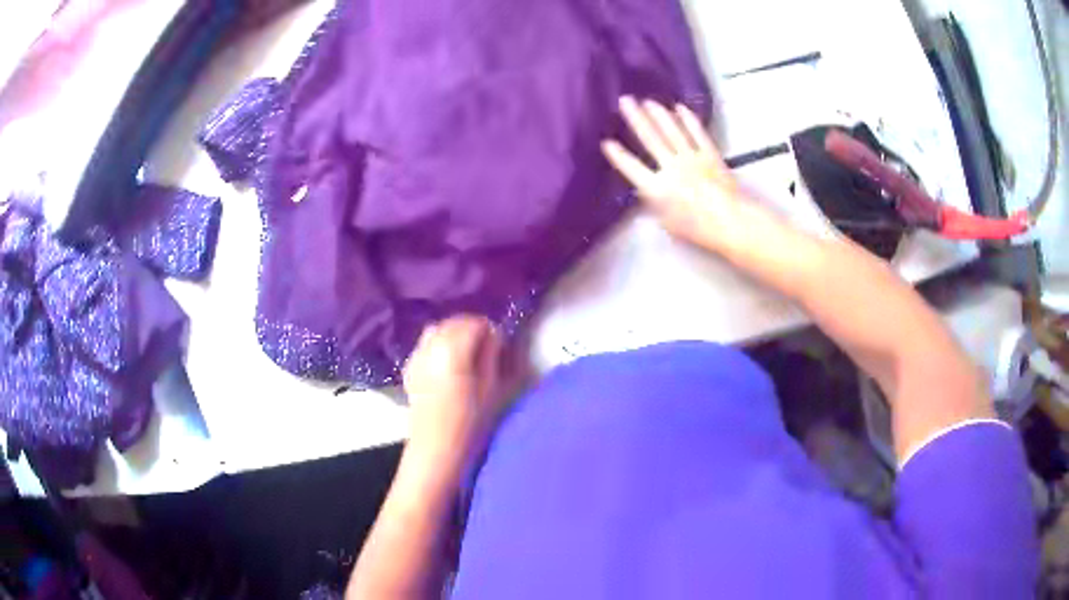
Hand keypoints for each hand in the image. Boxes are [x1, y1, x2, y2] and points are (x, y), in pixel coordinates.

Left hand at [403, 315, 506, 471]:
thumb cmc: (470, 422)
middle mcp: (431, 346)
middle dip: (471, 329)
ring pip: (437, 329)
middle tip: (486, 347)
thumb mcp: (491, 388)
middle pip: (453, 322)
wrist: (436, 448)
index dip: (489, 330)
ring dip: (453, 334)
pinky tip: (447, 363)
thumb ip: (492, 356)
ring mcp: (416, 356)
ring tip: (466, 354)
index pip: (474, 323)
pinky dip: (437, 344)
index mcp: (453, 349)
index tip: (499, 345)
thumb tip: (493, 336)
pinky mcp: (409, 368)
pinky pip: (425, 344)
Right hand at [602, 96, 752, 251]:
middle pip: (650, 138)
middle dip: (635, 118)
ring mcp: (691, 158)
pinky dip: (688, 119)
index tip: (606, 142)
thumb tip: (645, 189)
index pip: (631, 167)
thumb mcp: (667, 223)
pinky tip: (680, 108)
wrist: (731, 221)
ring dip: (658, 114)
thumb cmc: (697, 228)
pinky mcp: (709, 154)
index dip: (617, 155)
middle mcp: (671, 167)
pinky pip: (697, 133)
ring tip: (647, 100)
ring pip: (671, 131)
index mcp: (657, 188)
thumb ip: (654, 203)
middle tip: (625, 100)